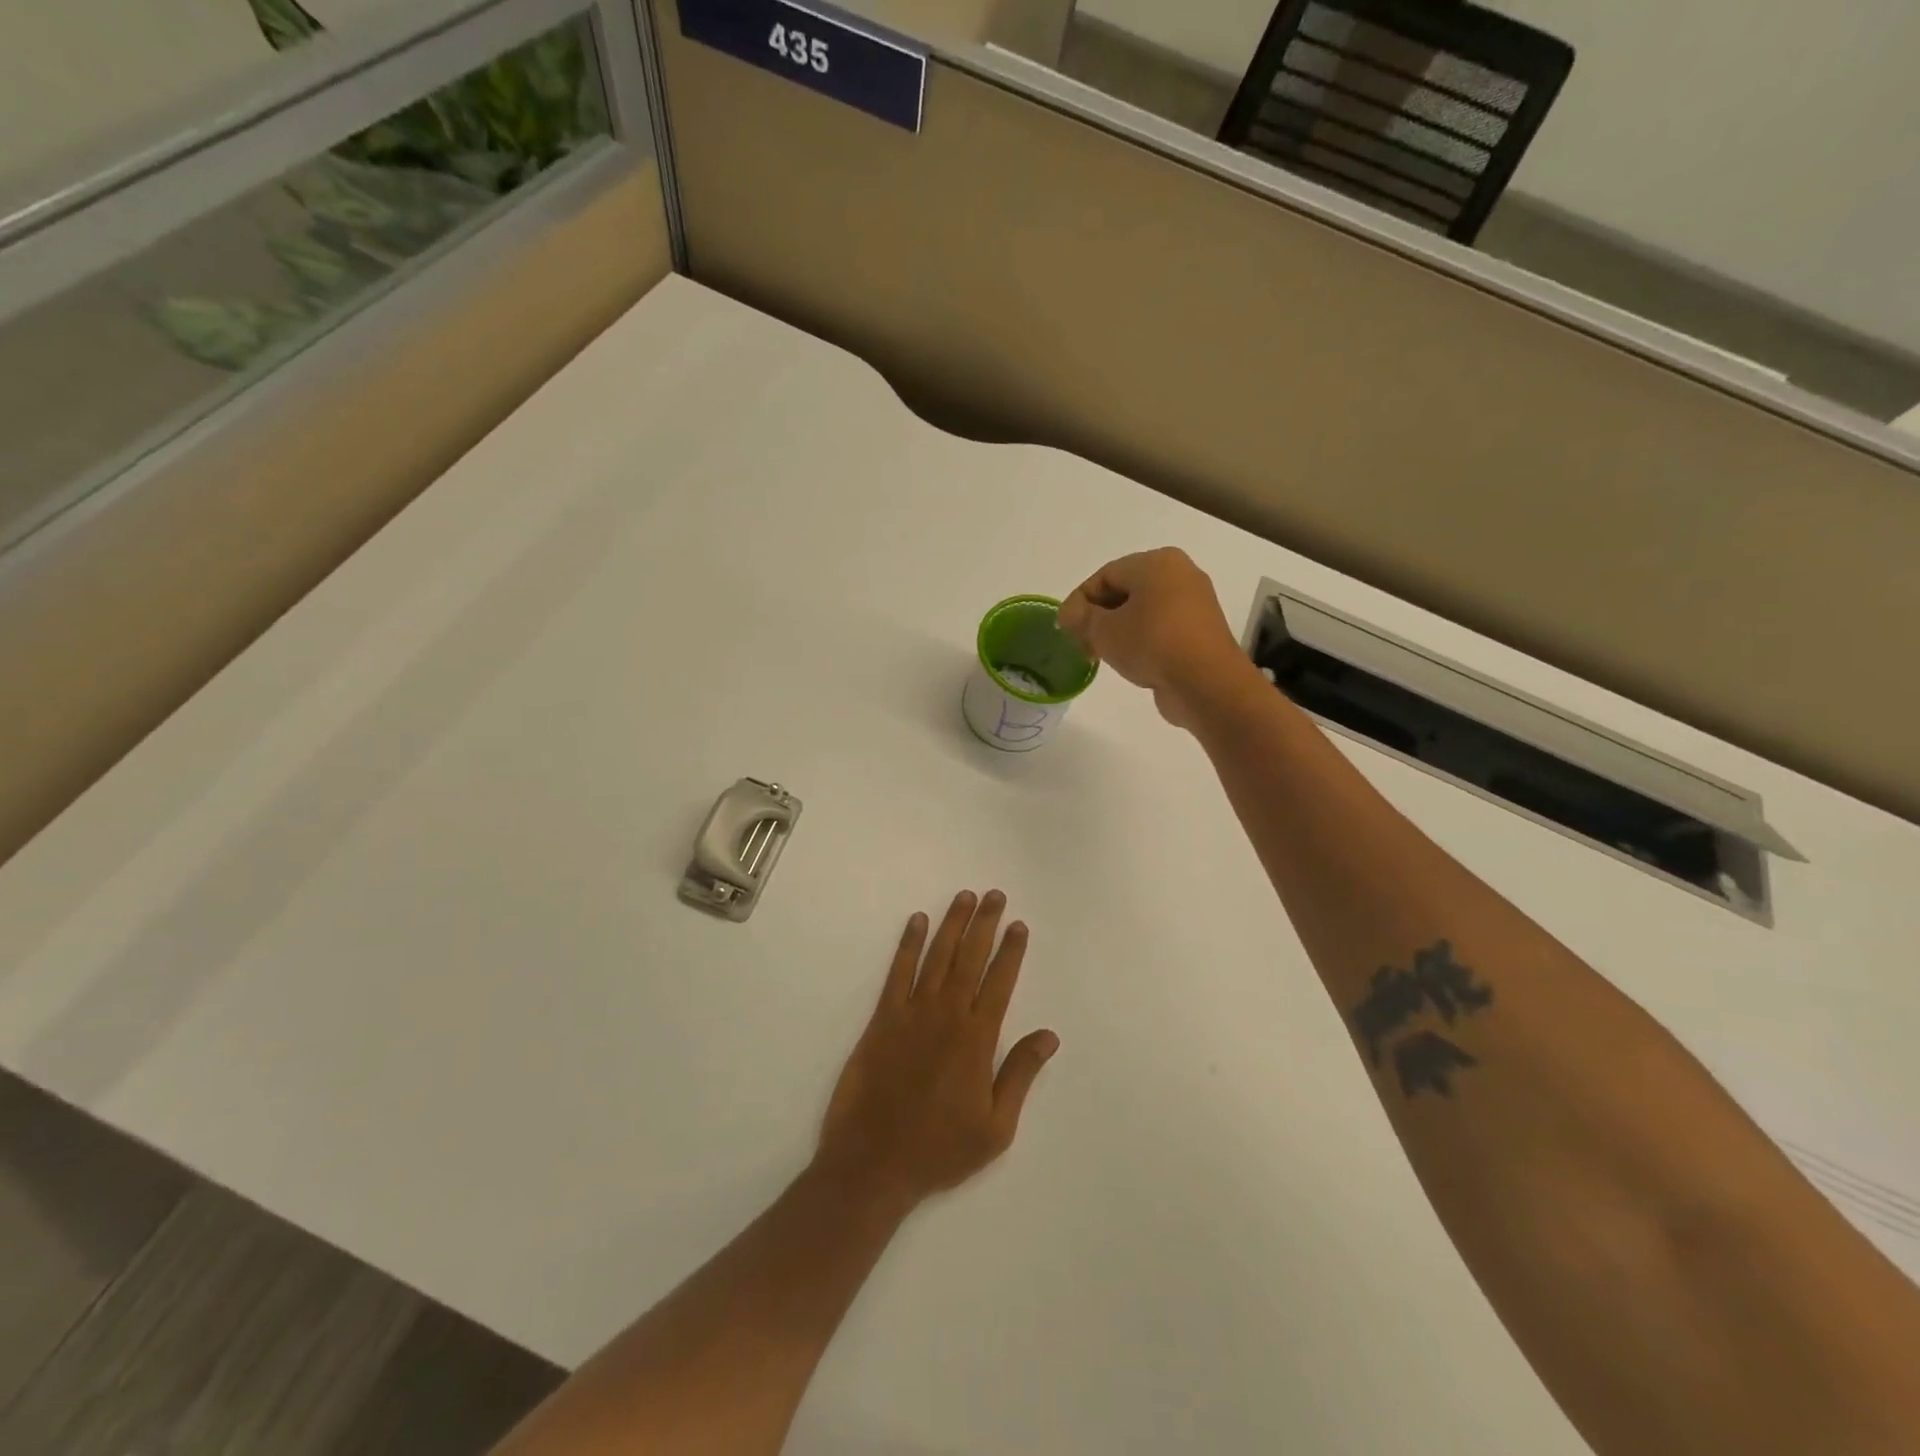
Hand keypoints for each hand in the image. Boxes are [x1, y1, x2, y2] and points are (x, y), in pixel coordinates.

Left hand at [815, 891, 1058, 1213]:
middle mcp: (947, 1015)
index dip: (1011, 951)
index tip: (1018, 925)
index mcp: (977, 1040)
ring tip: (964, 897)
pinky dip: (908, 944)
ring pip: (937, 956)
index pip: (999, 982)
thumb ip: (1020, 1074)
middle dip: (984, 924)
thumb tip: (1048, 1035)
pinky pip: (898, 972)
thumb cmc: (940, 1150)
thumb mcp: (995, 1127)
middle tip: (994, 895)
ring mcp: (912, 1013)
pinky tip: (917, 922)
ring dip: (952, 924)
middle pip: (970, 958)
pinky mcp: (882, 1019)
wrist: (874, 1163)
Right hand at [1057, 548, 1255, 726]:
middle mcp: (1180, 575)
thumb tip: (1069, 613)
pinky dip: (1140, 641)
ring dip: (1117, 631)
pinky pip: (1161, 630)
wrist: (1206, 683)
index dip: (1079, 600)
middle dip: (1098, 617)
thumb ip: (1080, 617)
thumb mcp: (1103, 630)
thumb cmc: (1151, 643)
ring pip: (1143, 612)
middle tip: (1080, 643)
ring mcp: (1194, 604)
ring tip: (1100, 656)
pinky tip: (1129, 662)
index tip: (1063, 628)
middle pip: (1125, 591)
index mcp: (1157, 562)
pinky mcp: (1200, 632)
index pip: (1105, 575)